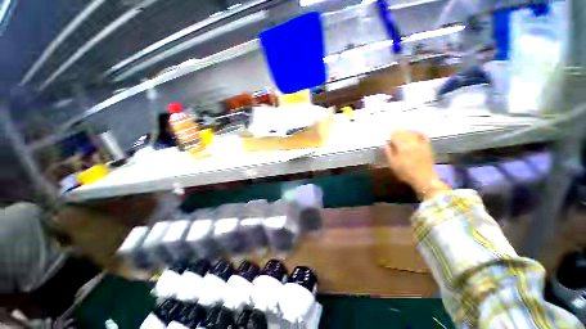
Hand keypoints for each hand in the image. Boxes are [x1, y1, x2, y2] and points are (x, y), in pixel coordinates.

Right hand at [384, 130, 449, 199]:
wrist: (424, 178)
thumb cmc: (405, 172)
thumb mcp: (393, 164)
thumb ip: (388, 152)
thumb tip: (385, 144)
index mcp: (402, 147)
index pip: (395, 136)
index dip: (391, 133)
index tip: (387, 133)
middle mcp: (412, 142)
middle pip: (404, 133)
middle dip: (398, 131)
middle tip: (393, 131)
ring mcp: (421, 144)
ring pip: (412, 133)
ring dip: (406, 131)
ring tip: (402, 131)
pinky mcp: (427, 146)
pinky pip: (423, 136)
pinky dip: (418, 132)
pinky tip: (415, 132)